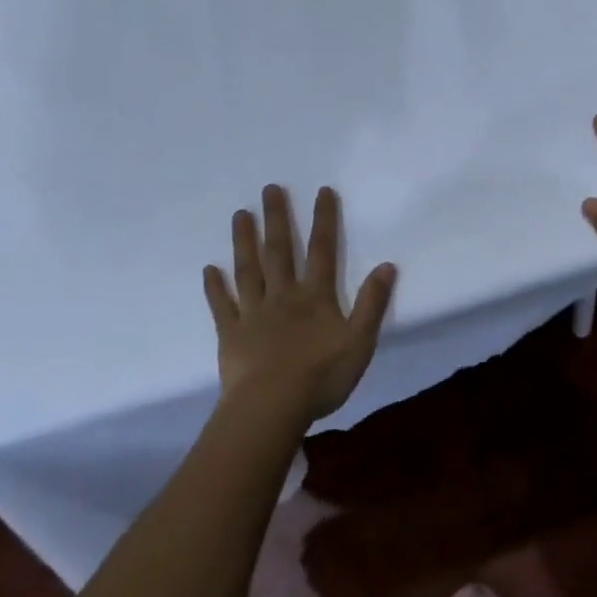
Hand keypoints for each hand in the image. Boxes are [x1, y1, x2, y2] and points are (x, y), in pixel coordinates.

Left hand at [203, 185, 395, 424]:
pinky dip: (215, 287)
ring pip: (248, 270)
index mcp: (315, 297)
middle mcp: (283, 295)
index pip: (322, 250)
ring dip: (244, 241)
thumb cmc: (320, 376)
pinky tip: (209, 269)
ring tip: (240, 214)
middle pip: (279, 251)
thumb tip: (387, 265)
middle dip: (276, 218)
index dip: (324, 220)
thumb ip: (372, 303)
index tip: (322, 191)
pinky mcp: (230, 333)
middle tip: (269, 188)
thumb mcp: (359, 342)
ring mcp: (253, 312)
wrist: (271, 407)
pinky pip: (221, 305)